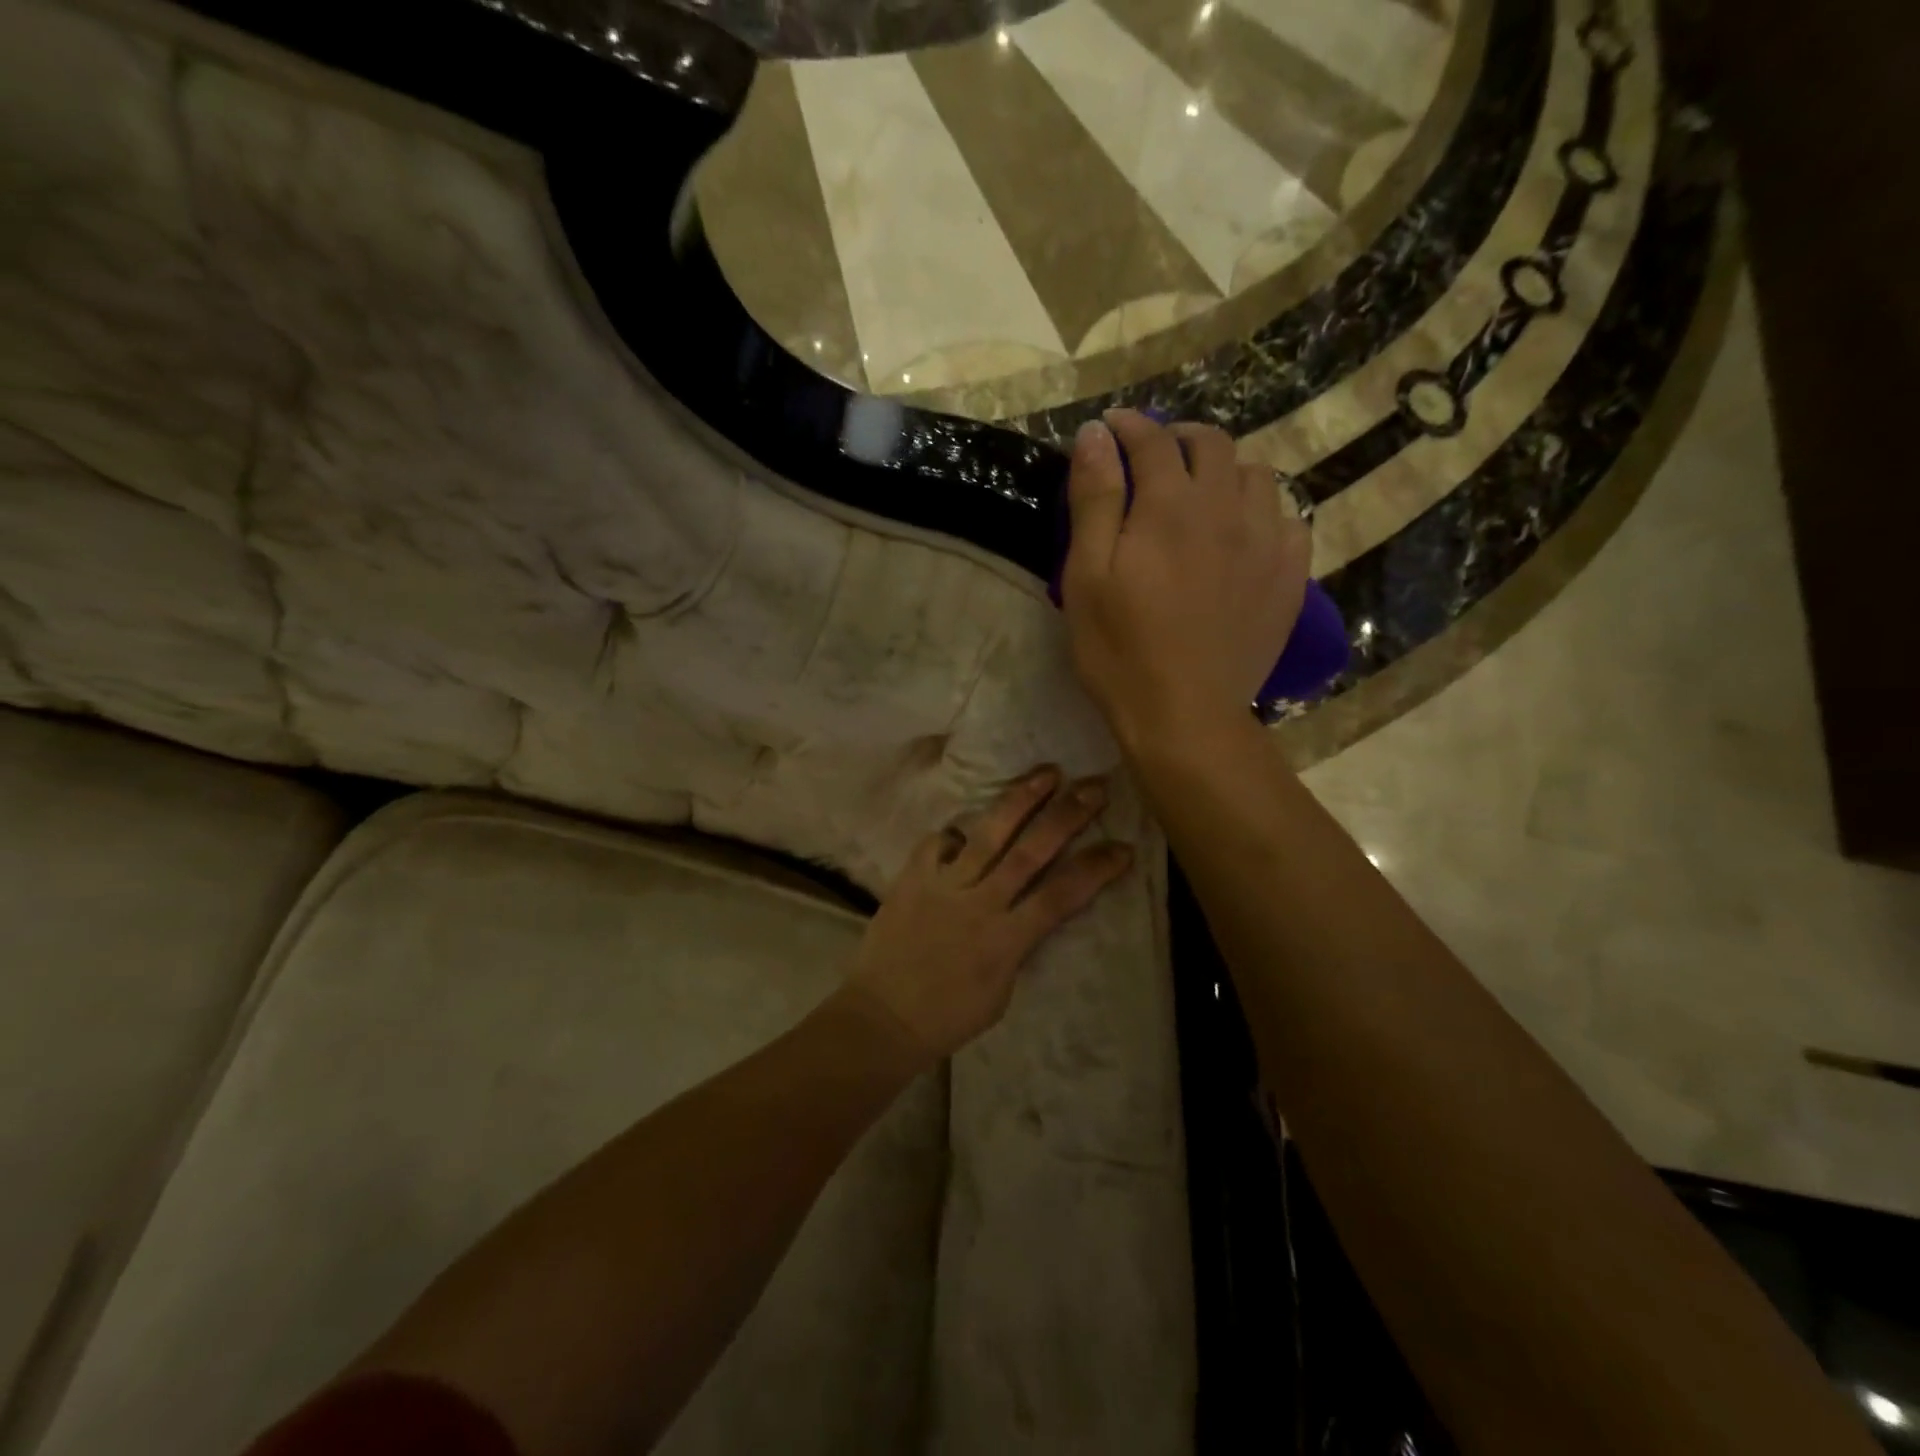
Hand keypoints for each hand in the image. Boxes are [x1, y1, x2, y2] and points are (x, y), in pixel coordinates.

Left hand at [845, 767, 1132, 1064]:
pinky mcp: (912, 878)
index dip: (1096, 869)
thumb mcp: (1001, 990)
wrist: (882, 1018)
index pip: (1061, 896)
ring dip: (1020, 801)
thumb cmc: (948, 1016)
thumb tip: (1025, 912)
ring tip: (1047, 773)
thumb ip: (1016, 944)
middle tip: (1094, 787)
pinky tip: (962, 830)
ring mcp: (943, 885)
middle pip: (1030, 852)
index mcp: (1006, 940)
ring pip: (988, 834)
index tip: (1122, 847)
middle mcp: (979, 904)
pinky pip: (937, 843)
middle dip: (1066, 816)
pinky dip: (953, 834)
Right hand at [1060, 409, 1311, 749]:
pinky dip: (1262, 512)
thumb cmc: (1120, 650)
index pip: (1152, 439)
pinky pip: (1288, 519)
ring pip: (1255, 475)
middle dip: (1178, 438)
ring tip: (1200, 494)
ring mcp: (1267, 541)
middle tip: (1153, 457)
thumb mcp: (1087, 576)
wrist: (1185, 716)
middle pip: (1211, 444)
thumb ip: (1094, 500)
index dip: (1128, 426)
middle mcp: (1227, 508)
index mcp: (1170, 505)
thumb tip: (1095, 435)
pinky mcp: (1290, 576)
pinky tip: (1243, 534)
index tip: (1110, 428)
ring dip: (1223, 470)